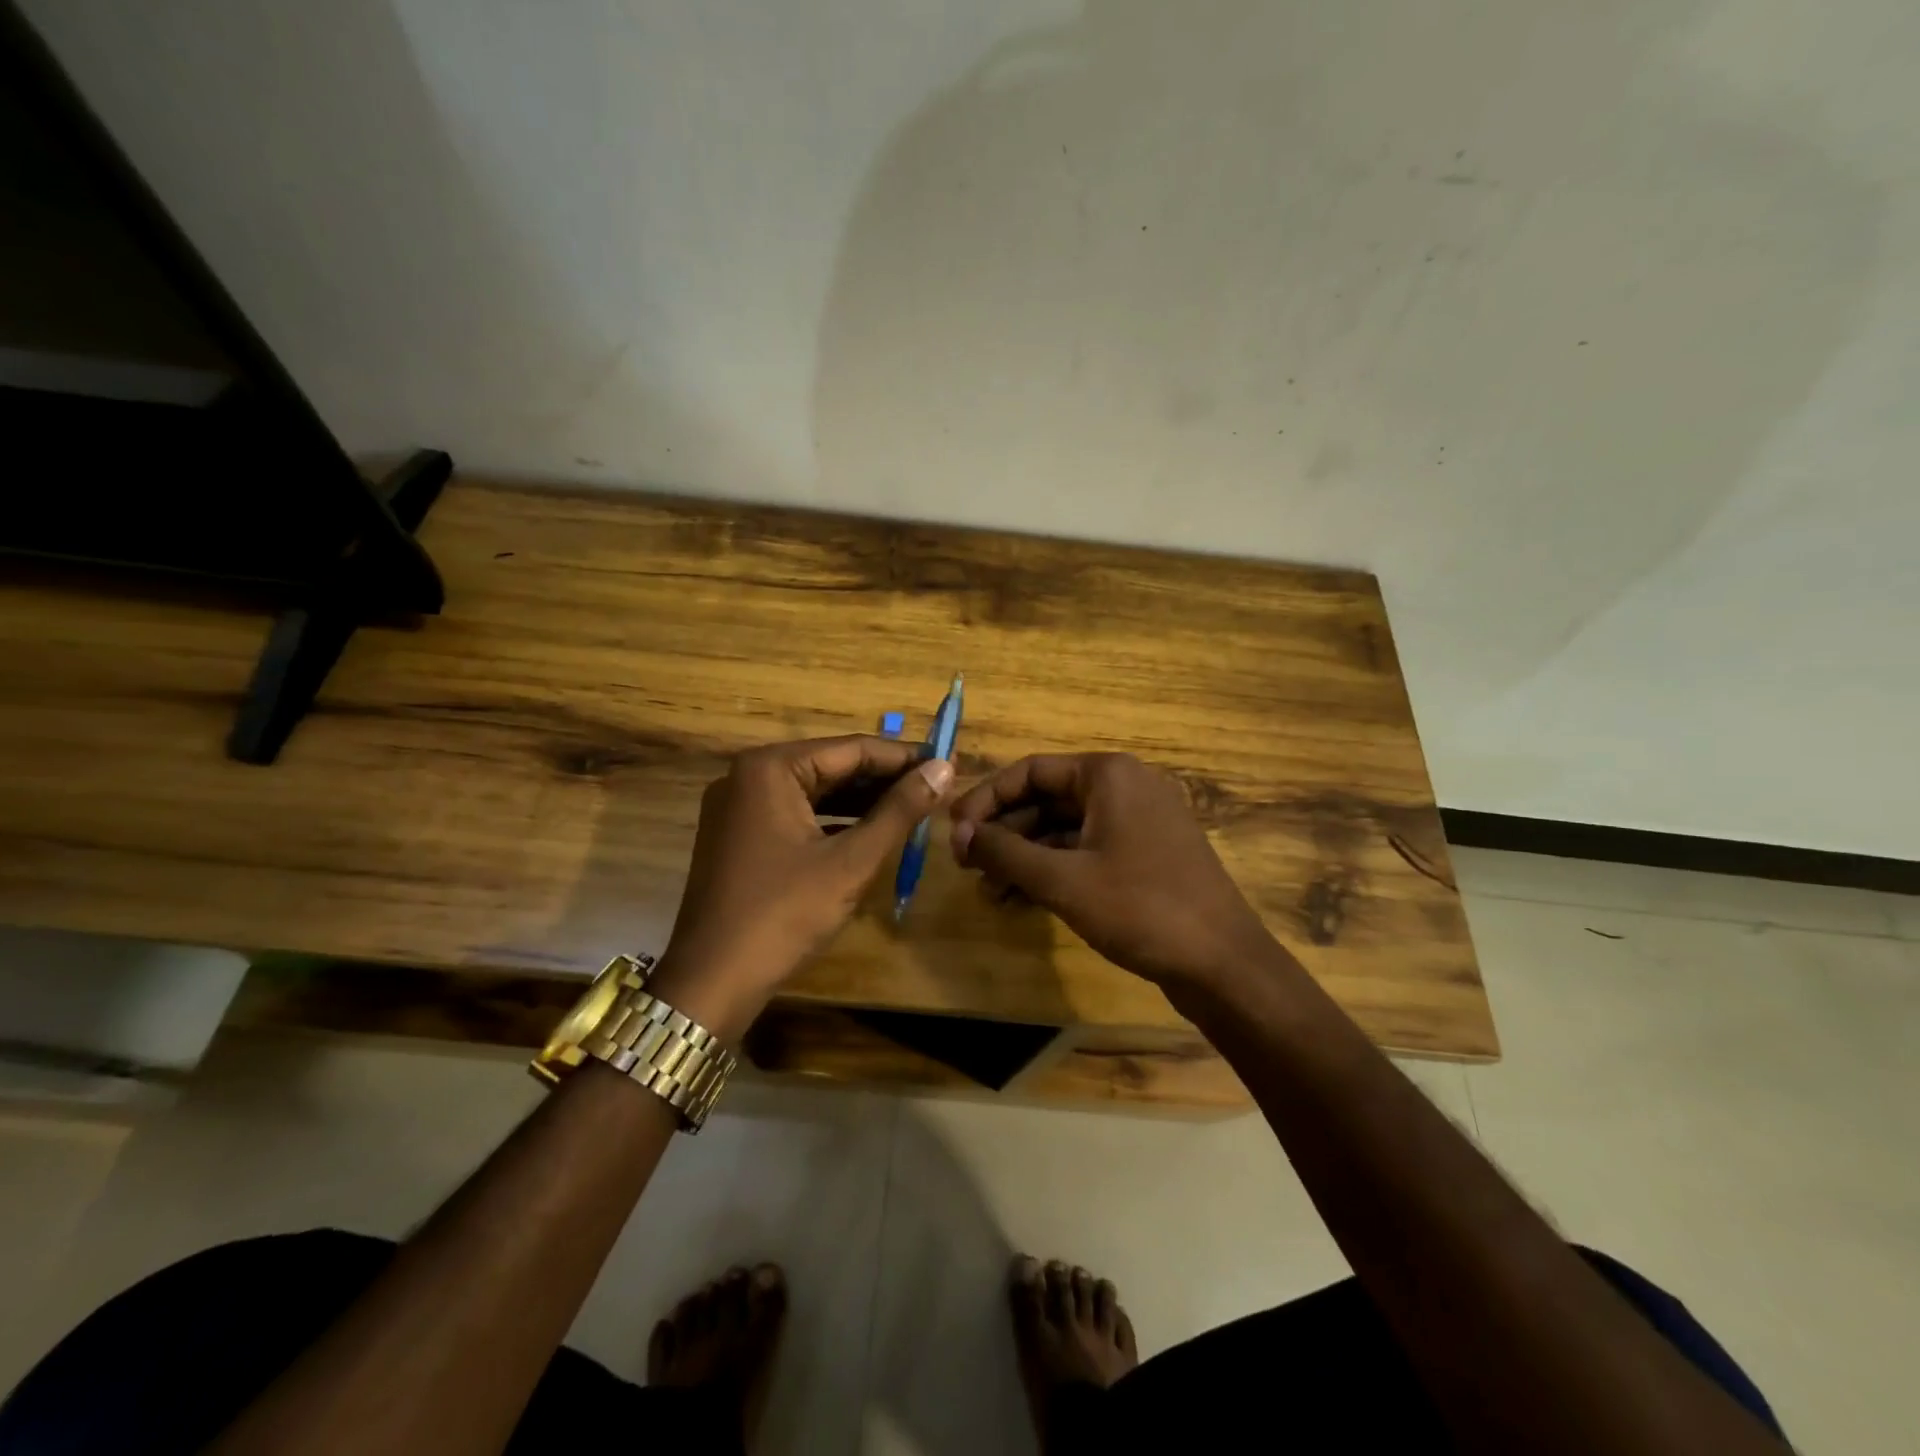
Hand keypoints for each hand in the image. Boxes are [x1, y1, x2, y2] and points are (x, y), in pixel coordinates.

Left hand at [647, 736, 953, 1037]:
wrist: (712, 982)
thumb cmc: (784, 915)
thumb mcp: (851, 861)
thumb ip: (900, 811)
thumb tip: (945, 768)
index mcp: (770, 768)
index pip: (851, 749)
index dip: (903, 757)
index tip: (946, 762)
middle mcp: (748, 775)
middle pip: (832, 767)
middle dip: (884, 780)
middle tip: (936, 787)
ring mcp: (739, 807)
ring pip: (815, 792)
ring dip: (862, 802)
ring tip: (914, 807)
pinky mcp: (739, 836)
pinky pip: (797, 815)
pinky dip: (834, 822)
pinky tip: (871, 832)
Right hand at [948, 752, 1275, 989]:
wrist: (1223, 965)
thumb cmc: (1140, 908)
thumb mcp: (1062, 879)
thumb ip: (1005, 852)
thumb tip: (957, 833)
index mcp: (1108, 775)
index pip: (1030, 771)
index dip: (985, 799)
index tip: (953, 831)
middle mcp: (1124, 788)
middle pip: (1046, 799)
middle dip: (1004, 833)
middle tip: (965, 866)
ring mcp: (1138, 823)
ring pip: (1064, 830)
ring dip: (1024, 857)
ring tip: (988, 892)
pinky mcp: (1144, 856)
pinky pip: (1086, 852)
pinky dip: (1053, 871)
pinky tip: (1020, 901)